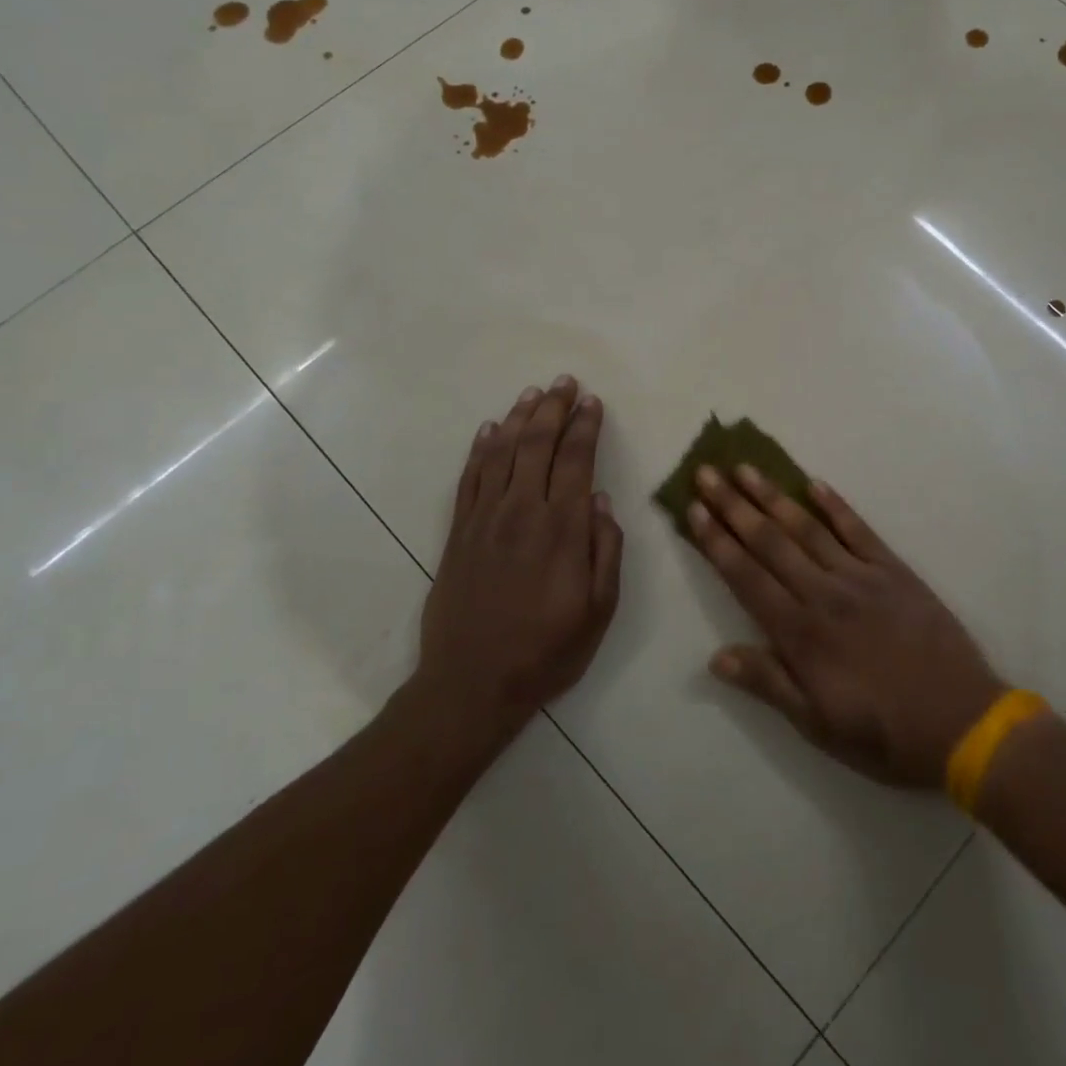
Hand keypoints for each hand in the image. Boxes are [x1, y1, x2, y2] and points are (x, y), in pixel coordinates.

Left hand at [415, 377, 623, 744]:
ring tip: (533, 393)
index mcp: (562, 529)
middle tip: (565, 382)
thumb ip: (605, 551)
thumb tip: (603, 502)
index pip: (576, 461)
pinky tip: (489, 430)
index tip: (592, 402)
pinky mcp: (459, 532)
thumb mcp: (599, 611)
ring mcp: (485, 519)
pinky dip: (481, 449)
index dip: (585, 427)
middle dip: (554, 409)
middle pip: (538, 445)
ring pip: (502, 452)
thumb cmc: (546, 651)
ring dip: (519, 418)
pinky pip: (470, 477)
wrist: (471, 683)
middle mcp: (522, 512)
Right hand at [689, 465, 1003, 787]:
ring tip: (746, 468)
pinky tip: (814, 484)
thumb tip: (715, 656)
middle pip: (770, 542)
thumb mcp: (817, 725)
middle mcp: (824, 594)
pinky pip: (859, 530)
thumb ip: (768, 683)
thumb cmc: (884, 734)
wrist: (963, 723)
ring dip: (774, 496)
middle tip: (707, 471)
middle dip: (734, 506)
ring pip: (807, 528)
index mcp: (801, 634)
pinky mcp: (894, 570)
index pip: (746, 577)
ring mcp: (861, 577)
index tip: (694, 509)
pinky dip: (835, 505)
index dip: (717, 542)